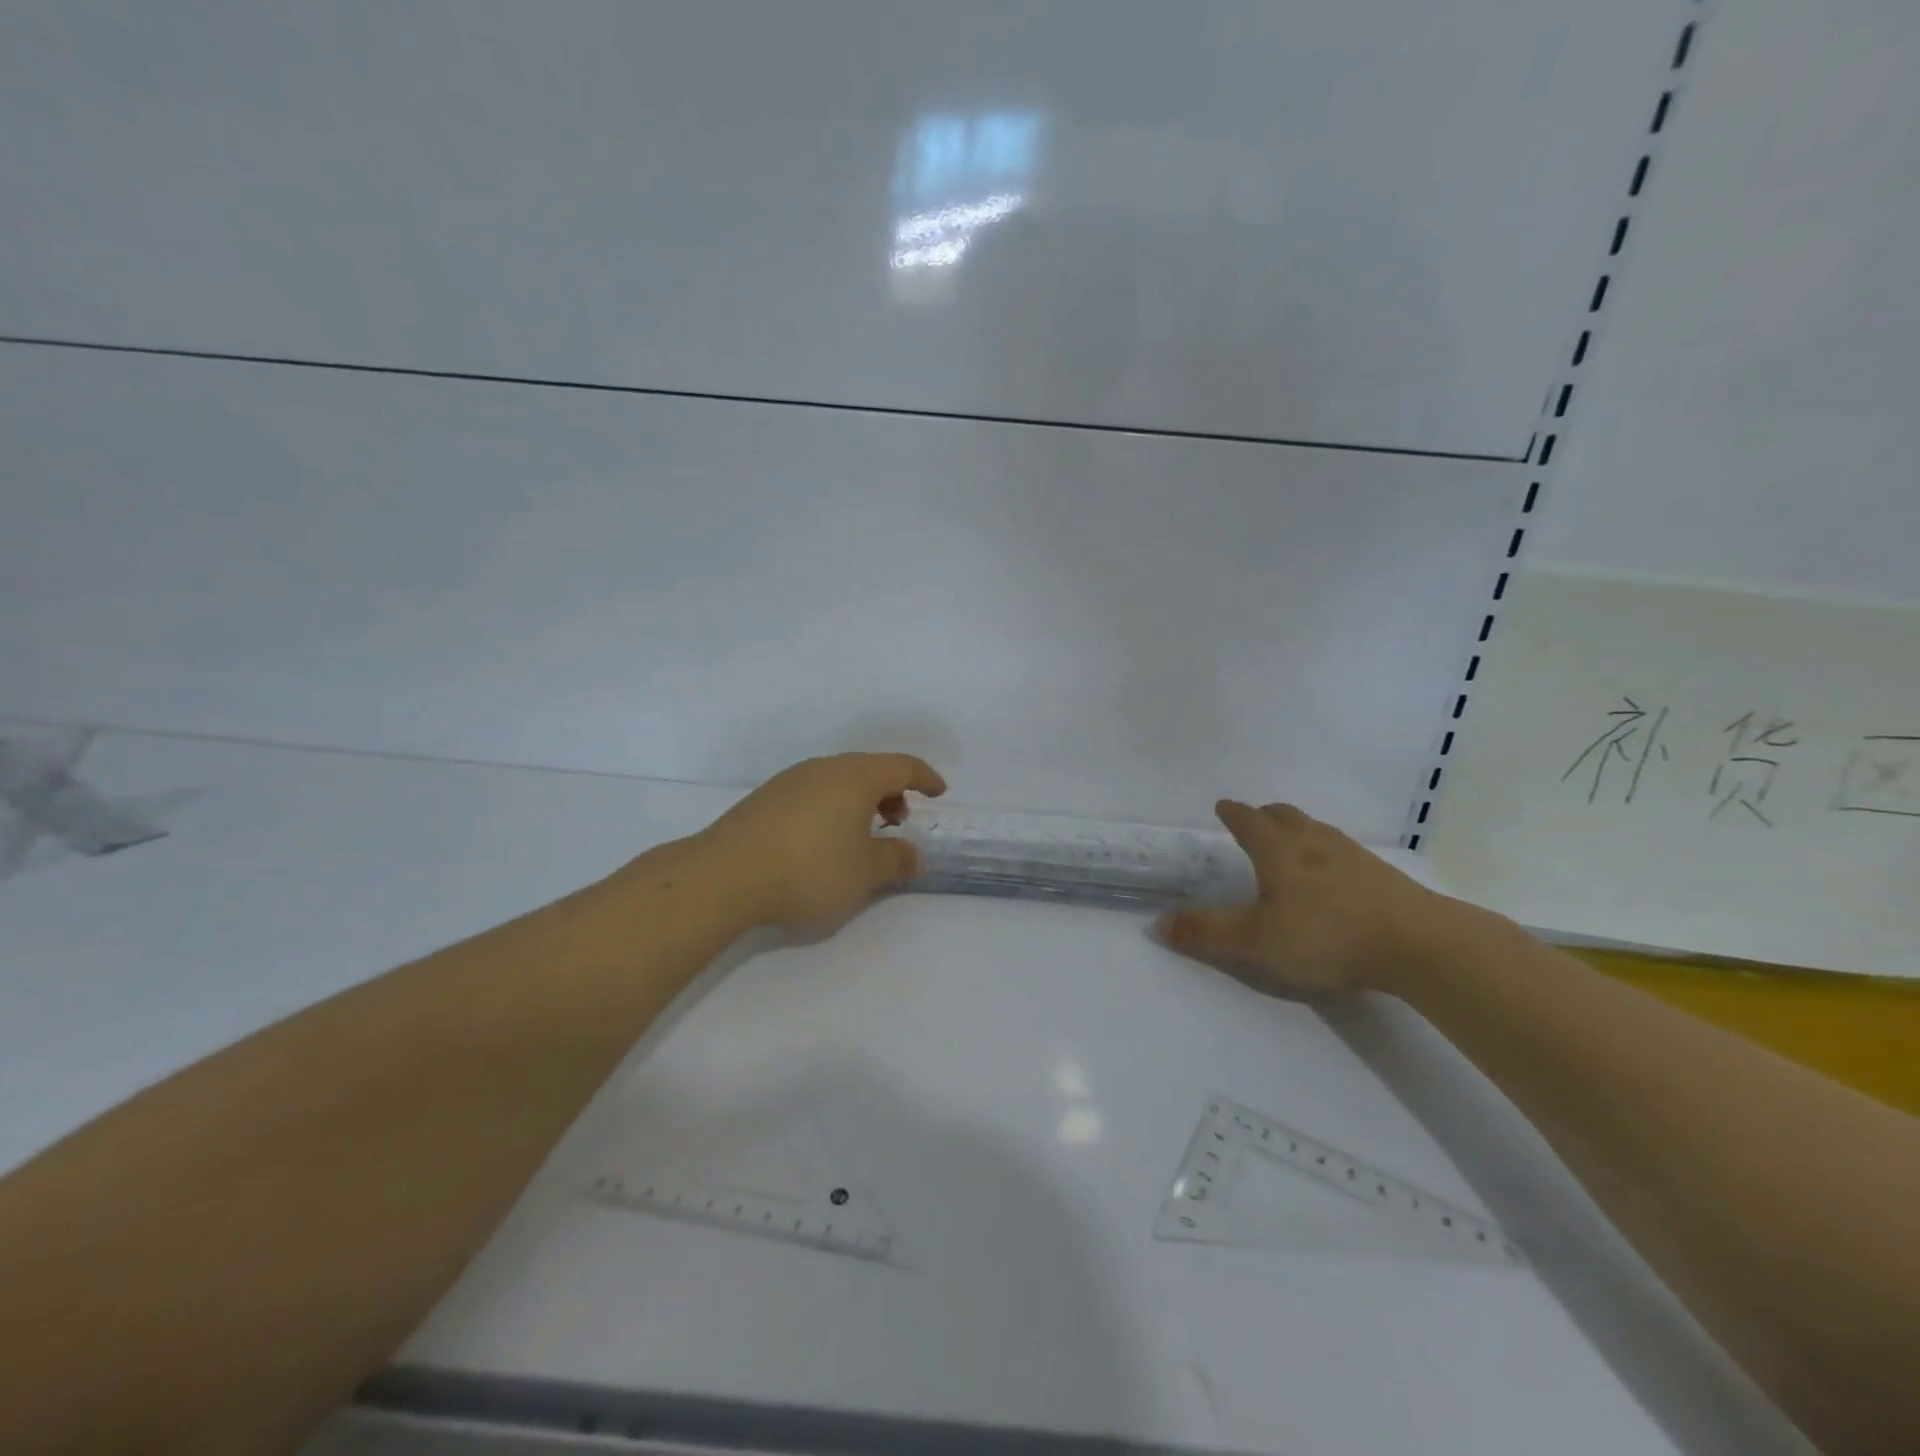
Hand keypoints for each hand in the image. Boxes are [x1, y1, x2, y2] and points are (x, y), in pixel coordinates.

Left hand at [697, 753, 947, 934]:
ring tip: (862, 835)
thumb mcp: (865, 873)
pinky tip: (823, 840)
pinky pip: (813, 794)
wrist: (725, 876)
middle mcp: (824, 769)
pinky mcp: (765, 800)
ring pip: (838, 781)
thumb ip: (895, 860)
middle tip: (899, 820)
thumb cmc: (810, 869)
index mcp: (855, 777)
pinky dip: (832, 808)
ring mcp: (790, 781)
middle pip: (868, 769)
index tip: (939, 792)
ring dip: (859, 801)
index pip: (901, 765)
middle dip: (891, 791)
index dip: (924, 777)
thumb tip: (915, 855)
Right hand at [1158, 800, 1450, 995]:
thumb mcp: (1256, 941)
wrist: (1419, 944)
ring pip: (1317, 831)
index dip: (1233, 814)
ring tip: (1292, 844)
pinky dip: (1327, 854)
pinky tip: (1334, 877)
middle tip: (1255, 819)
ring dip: (1298, 831)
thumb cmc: (1326, 935)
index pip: (1249, 821)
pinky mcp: (1383, 876)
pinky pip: (1344, 852)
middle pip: (1286, 816)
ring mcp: (1353, 856)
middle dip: (1266, 815)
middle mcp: (1314, 843)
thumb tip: (1157, 923)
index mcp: (1279, 850)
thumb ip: (1207, 932)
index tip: (1223, 806)